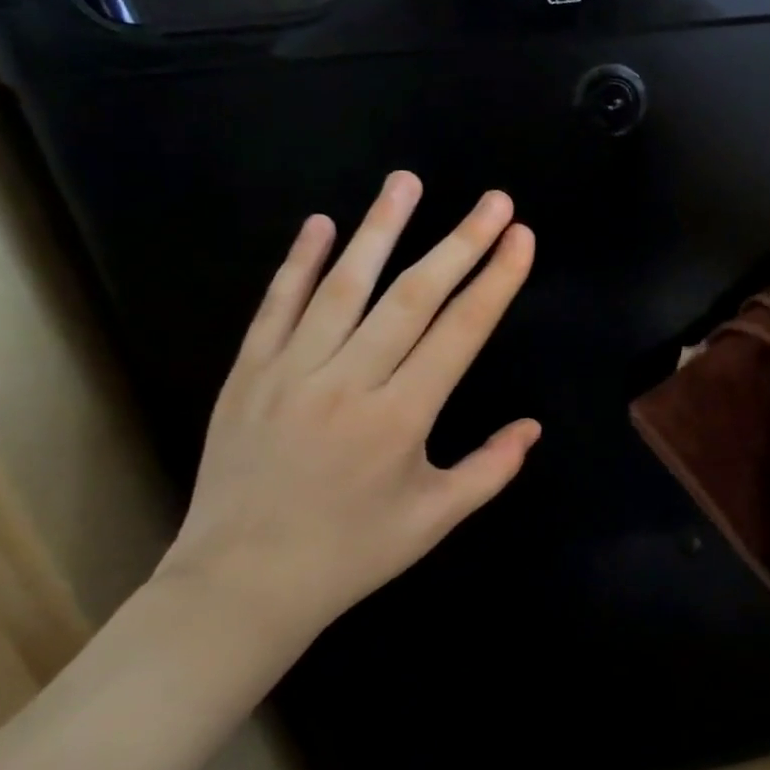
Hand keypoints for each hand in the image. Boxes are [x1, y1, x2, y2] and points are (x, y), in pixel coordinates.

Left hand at [154, 171, 539, 658]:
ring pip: (343, 287)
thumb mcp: (435, 520)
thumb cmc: (350, 554)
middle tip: (492, 199)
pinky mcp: (247, 374)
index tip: (520, 236)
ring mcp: (290, 372)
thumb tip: (532, 426)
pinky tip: (322, 224)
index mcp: (400, 417)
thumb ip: (491, 468)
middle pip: (413, 297)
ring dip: (380, 229)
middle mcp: (348, 382)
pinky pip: (276, 307)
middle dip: (460, 242)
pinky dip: (299, 262)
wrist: (237, 586)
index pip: (460, 332)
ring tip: (407, 182)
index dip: (495, 280)